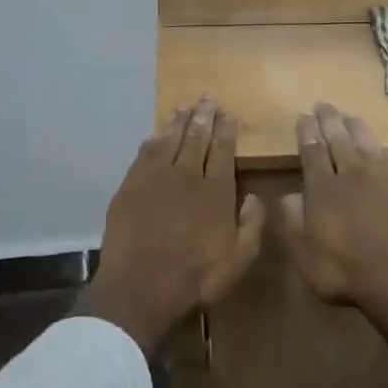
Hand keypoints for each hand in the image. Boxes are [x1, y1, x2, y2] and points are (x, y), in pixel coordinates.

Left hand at [76, 99, 265, 356]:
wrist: (141, 287)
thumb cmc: (196, 277)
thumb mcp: (239, 259)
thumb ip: (252, 224)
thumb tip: (256, 194)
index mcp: (216, 191)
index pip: (223, 150)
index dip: (226, 130)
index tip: (228, 114)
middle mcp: (187, 176)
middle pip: (196, 138)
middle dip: (203, 117)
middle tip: (207, 99)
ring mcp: (155, 179)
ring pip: (169, 140)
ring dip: (178, 122)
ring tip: (184, 108)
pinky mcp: (130, 187)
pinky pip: (144, 154)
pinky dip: (153, 140)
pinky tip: (156, 133)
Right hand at [279, 103, 387, 385]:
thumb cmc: (344, 270)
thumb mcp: (304, 252)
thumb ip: (292, 220)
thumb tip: (287, 194)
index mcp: (323, 188)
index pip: (312, 151)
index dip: (307, 132)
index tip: (303, 115)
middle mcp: (352, 174)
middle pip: (339, 140)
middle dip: (329, 121)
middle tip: (323, 104)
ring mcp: (382, 179)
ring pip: (366, 144)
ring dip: (355, 128)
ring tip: (348, 115)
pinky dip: (382, 148)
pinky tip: (380, 145)